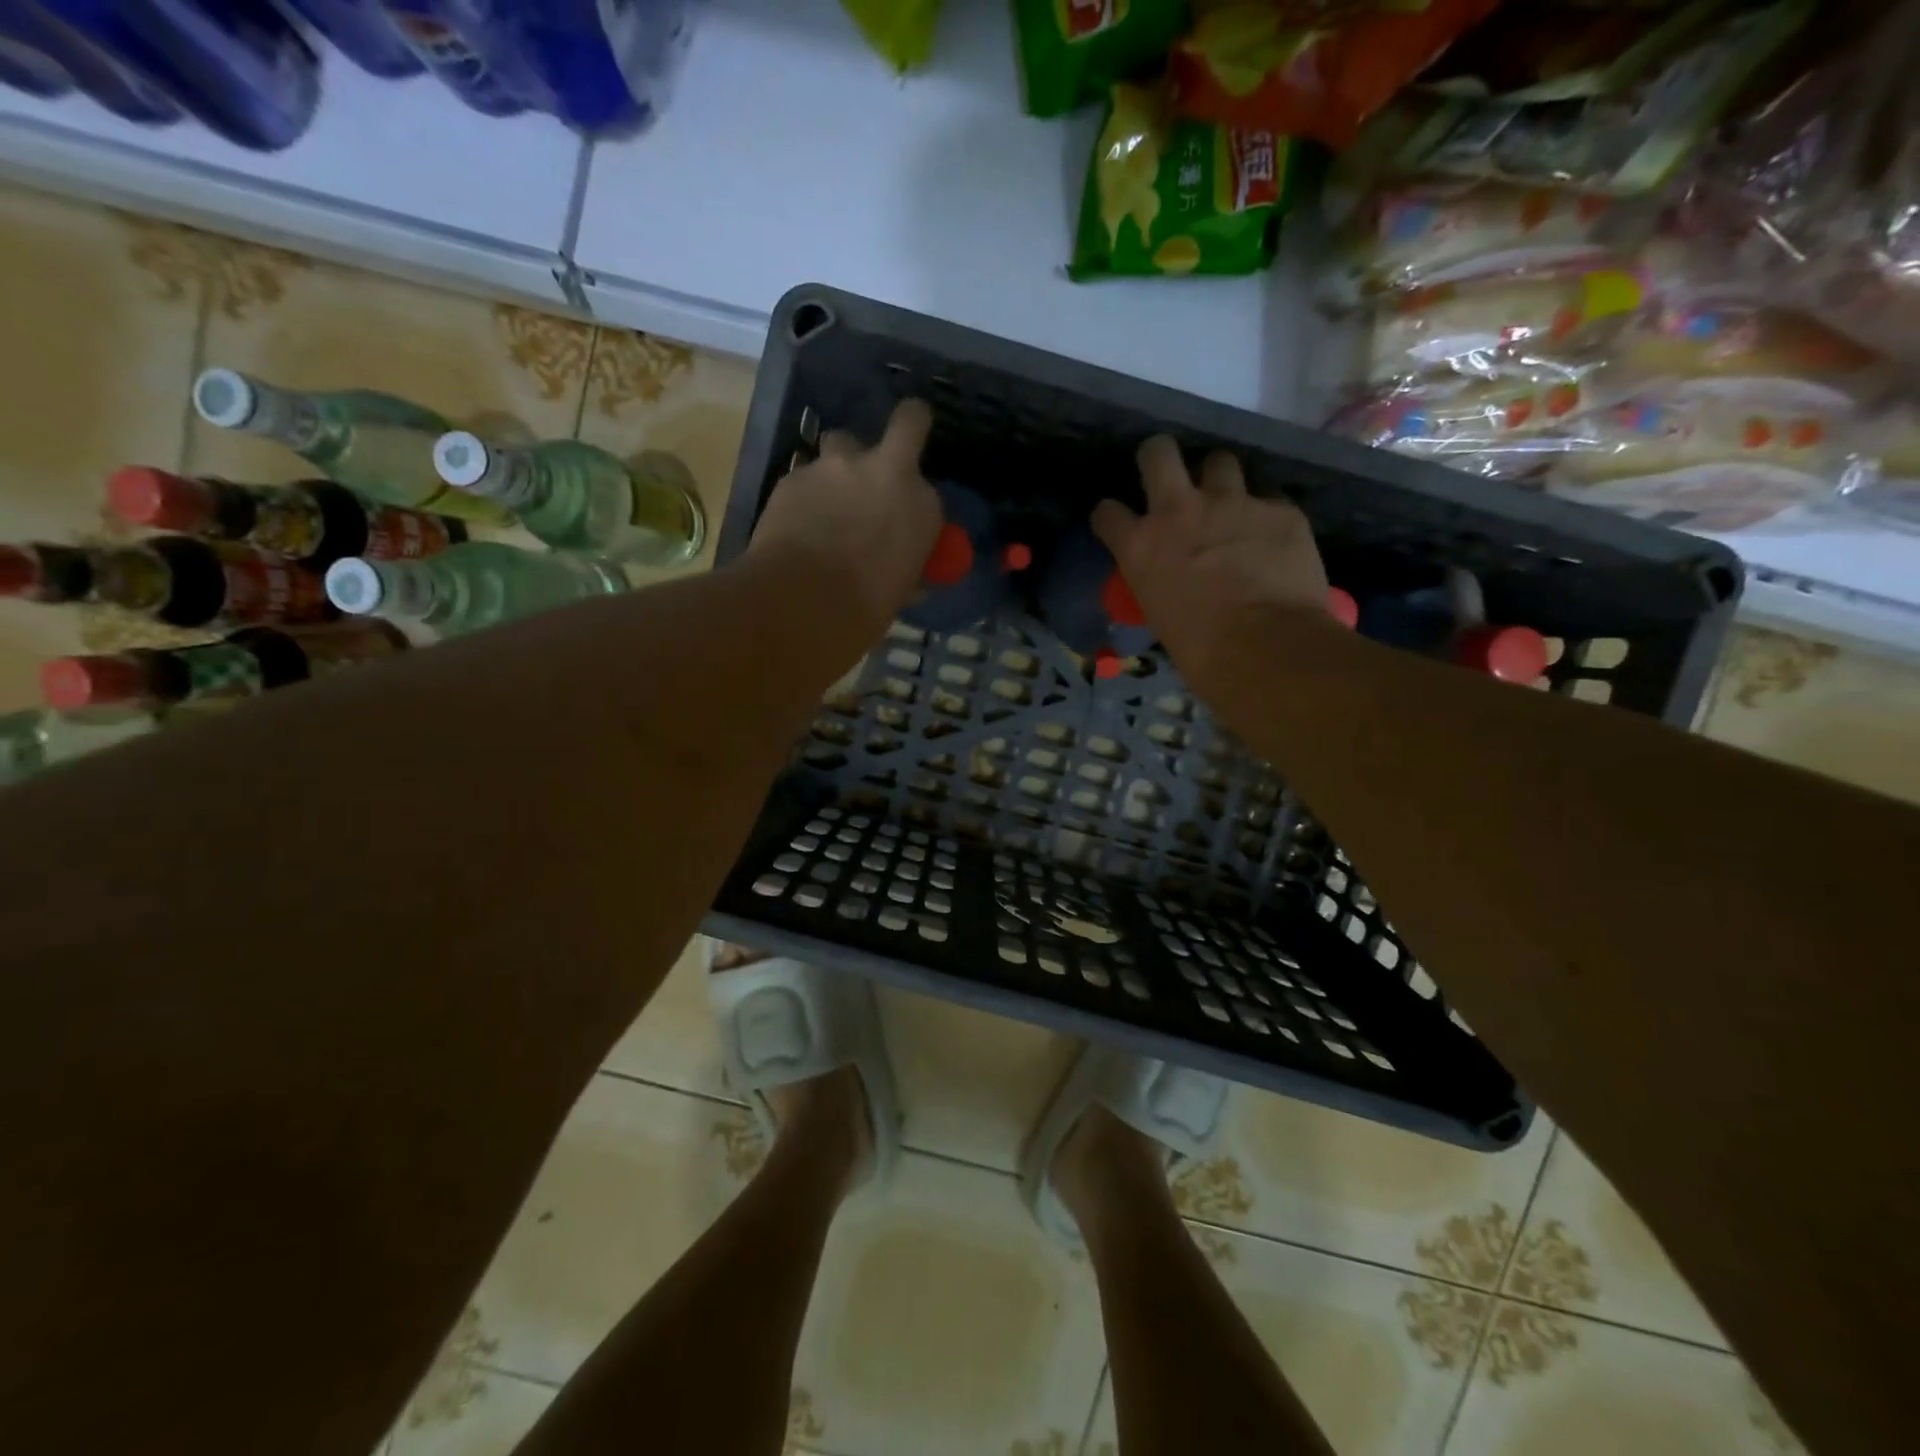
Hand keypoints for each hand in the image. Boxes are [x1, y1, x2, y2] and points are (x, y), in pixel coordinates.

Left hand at [746, 399, 942, 632]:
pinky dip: (805, 494)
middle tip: (890, 450)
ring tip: (828, 496)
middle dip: (906, 424)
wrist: (803, 604)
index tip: (903, 517)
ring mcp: (838, 466)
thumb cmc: (864, 610)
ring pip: (842, 442)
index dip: (913, 500)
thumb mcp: (899, 590)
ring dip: (841, 463)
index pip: (928, 490)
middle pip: (907, 422)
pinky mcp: (795, 474)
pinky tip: (795, 524)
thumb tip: (903, 574)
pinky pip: (806, 476)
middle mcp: (887, 472)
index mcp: (923, 506)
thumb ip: (903, 565)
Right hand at [1093, 436, 1331, 690]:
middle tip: (1167, 472)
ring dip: (1219, 479)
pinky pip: (1269, 498)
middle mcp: (1179, 511)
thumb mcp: (1160, 614)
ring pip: (1220, 461)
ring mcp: (1233, 503)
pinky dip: (1266, 514)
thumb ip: (1160, 582)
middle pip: (1159, 453)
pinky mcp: (1280, 509)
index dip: (1110, 515)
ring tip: (1228, 501)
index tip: (1117, 521)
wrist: (1265, 647)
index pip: (1107, 512)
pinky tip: (1272, 535)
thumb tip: (1170, 584)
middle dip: (1159, 456)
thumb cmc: (1200, 650)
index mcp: (1141, 545)